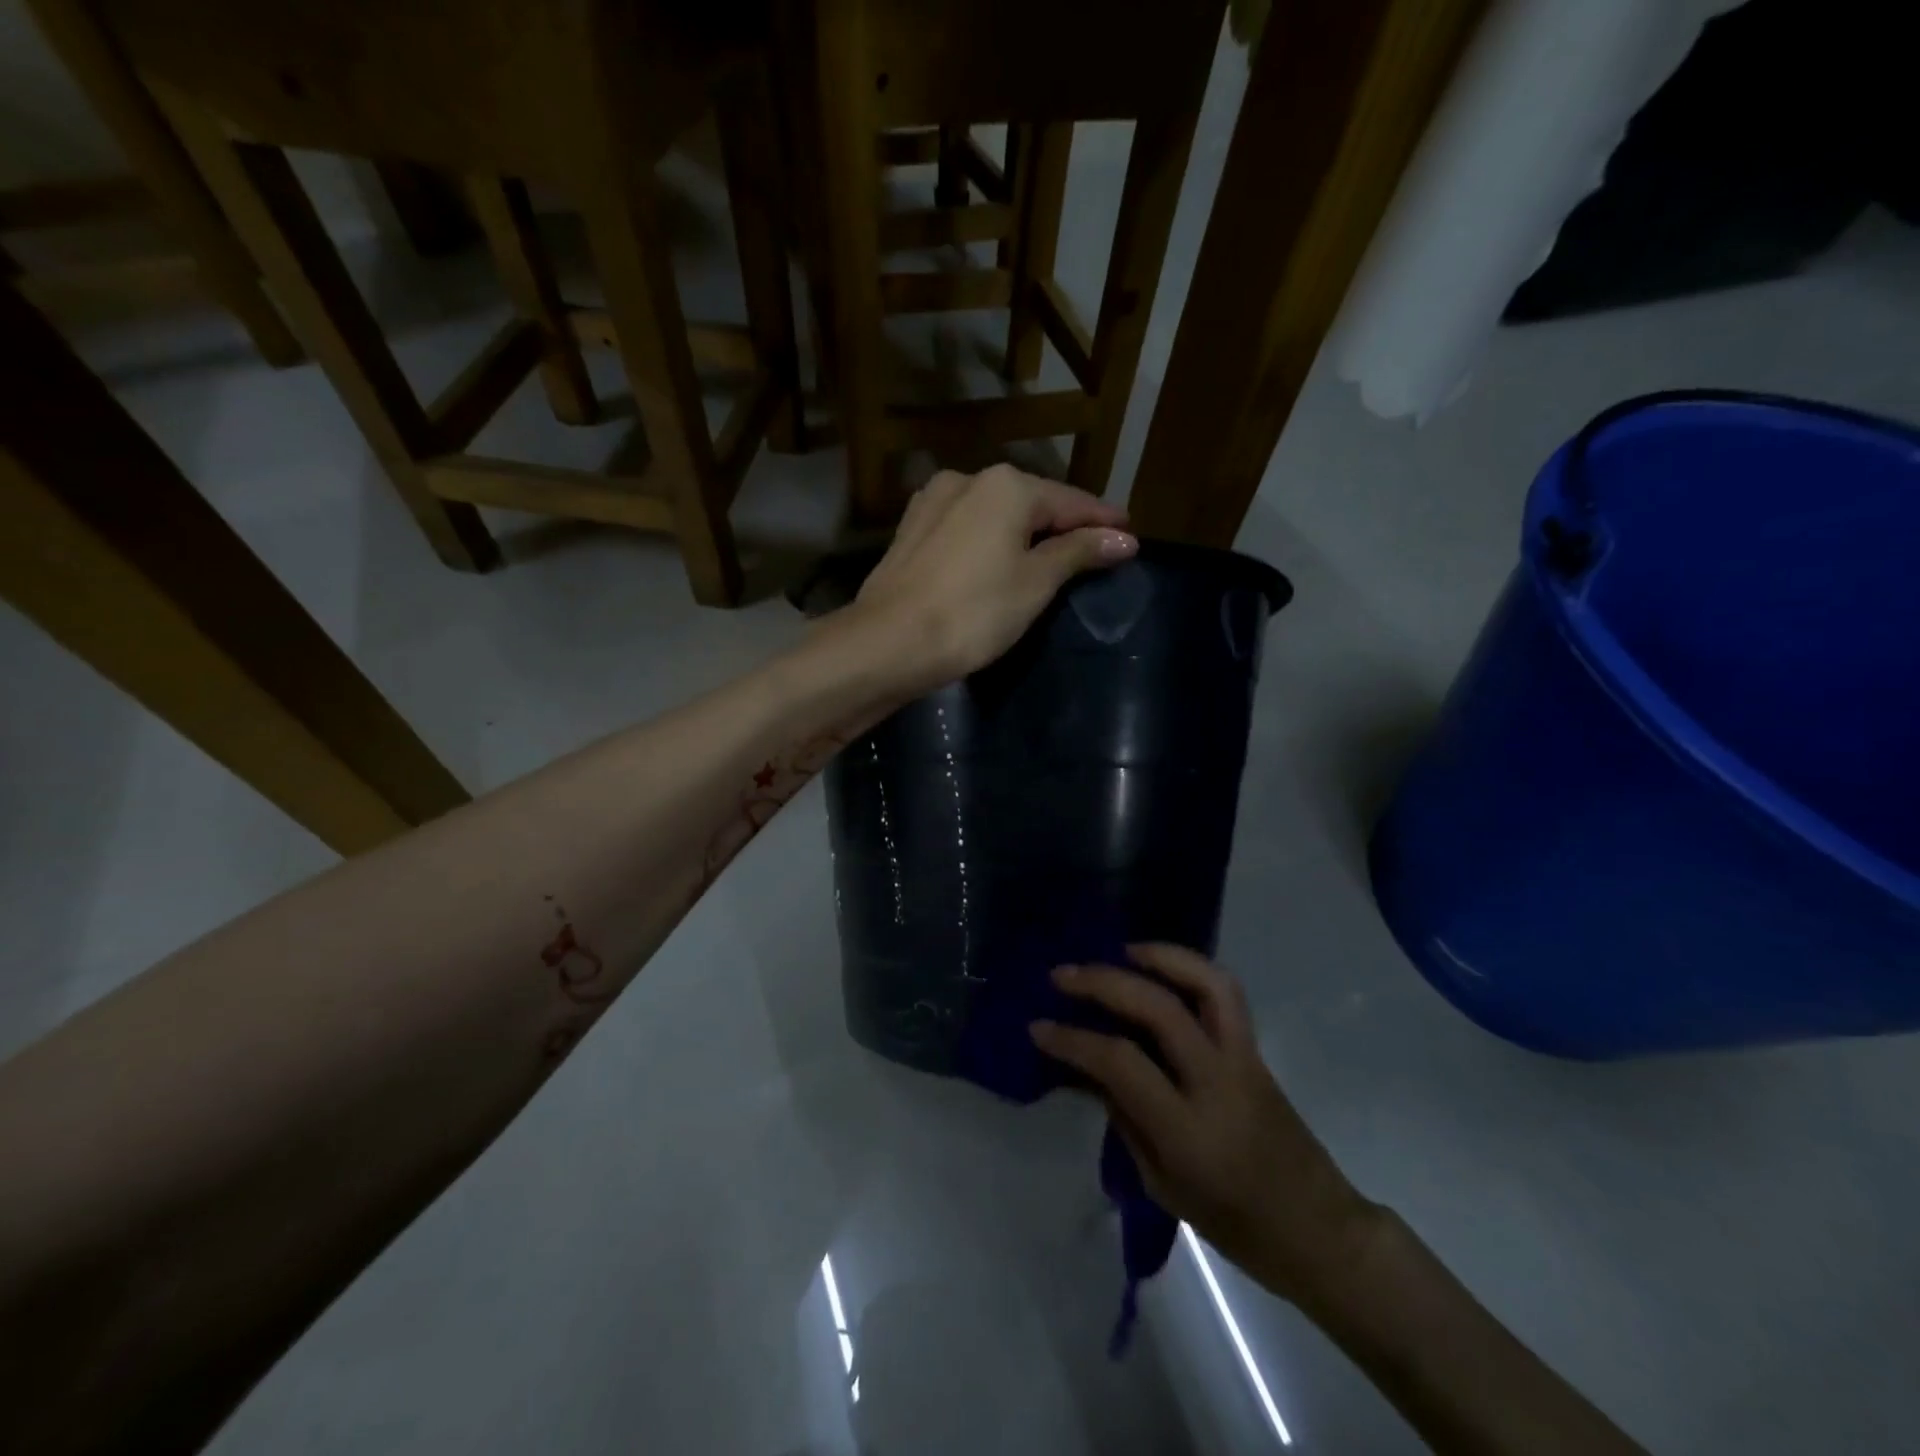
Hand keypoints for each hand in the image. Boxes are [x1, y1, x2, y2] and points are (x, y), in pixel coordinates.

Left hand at [849, 465, 1135, 695]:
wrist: (887, 643)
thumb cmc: (973, 613)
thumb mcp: (1035, 583)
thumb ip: (1078, 553)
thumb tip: (1123, 537)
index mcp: (1006, 485)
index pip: (1070, 501)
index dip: (1102, 519)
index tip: (1130, 535)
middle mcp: (968, 480)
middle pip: (1032, 501)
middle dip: (1064, 524)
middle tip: (1095, 548)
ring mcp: (933, 503)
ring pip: (996, 514)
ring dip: (1025, 532)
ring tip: (1051, 554)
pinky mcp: (911, 531)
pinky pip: (967, 529)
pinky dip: (991, 541)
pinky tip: (1000, 558)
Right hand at [1031, 945, 1379, 1310]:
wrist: (1317, 1229)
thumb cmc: (1233, 1224)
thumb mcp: (1162, 1183)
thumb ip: (1125, 1117)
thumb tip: (1091, 1066)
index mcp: (1189, 1130)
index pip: (1121, 1062)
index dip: (1074, 1040)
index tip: (1039, 1027)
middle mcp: (1218, 1081)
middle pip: (1158, 1009)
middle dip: (1104, 983)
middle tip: (1064, 975)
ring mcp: (1243, 1058)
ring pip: (1206, 984)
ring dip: (1160, 956)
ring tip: (1121, 951)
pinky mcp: (1256, 1049)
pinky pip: (1224, 993)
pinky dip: (1190, 968)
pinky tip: (1159, 969)